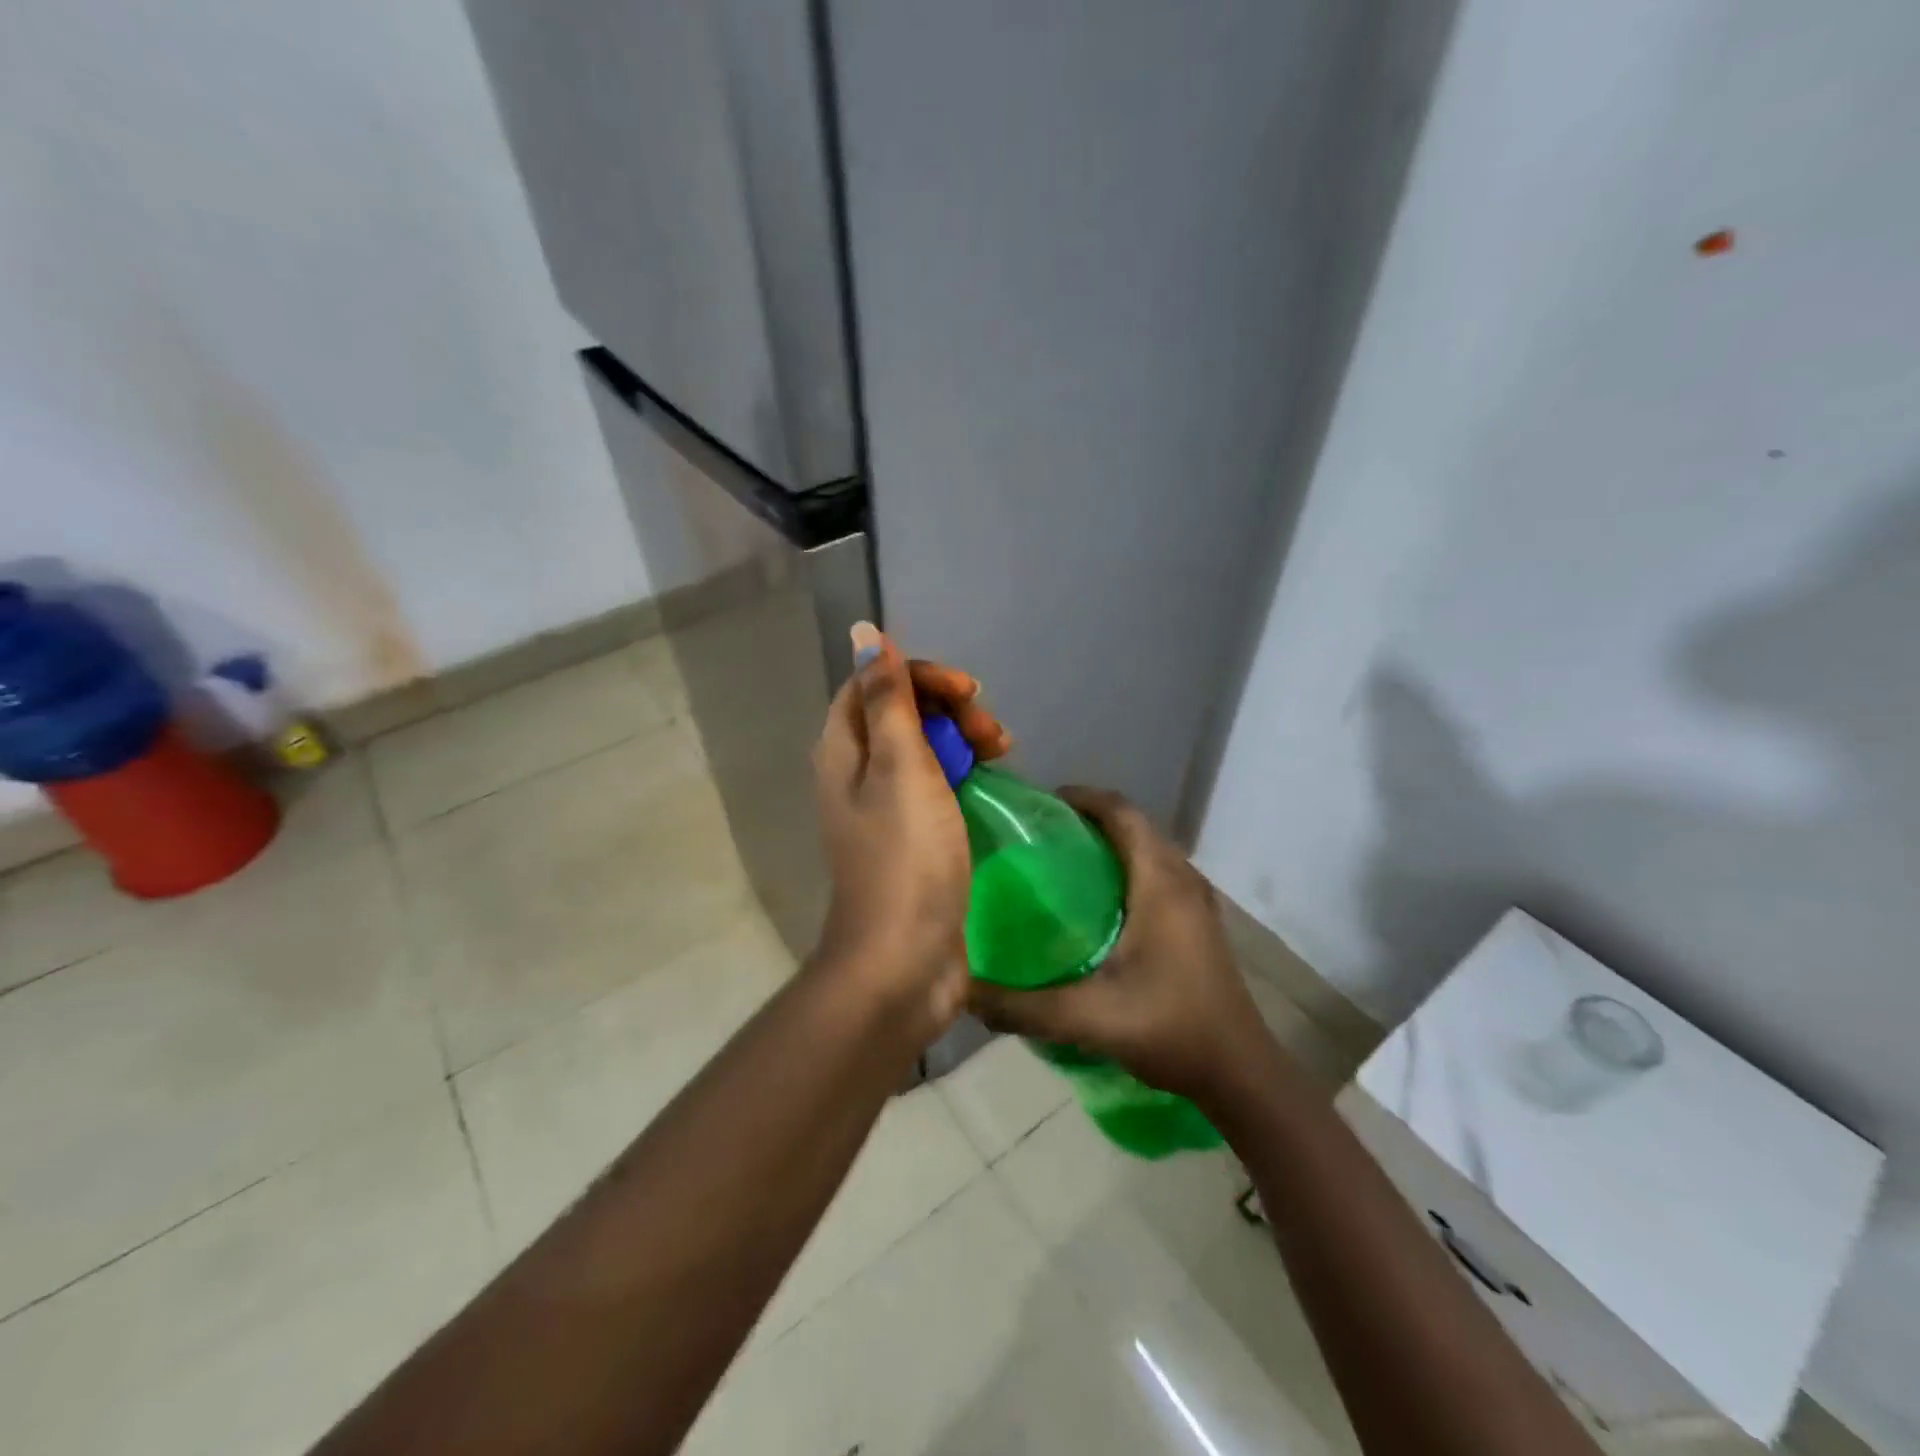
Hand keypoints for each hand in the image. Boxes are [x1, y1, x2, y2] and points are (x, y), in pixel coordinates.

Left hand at [812, 623, 977, 1039]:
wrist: (904, 962)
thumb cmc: (906, 859)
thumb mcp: (901, 767)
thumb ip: (887, 699)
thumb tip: (864, 632)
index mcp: (842, 752)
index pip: (871, 685)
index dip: (919, 676)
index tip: (969, 691)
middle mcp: (855, 775)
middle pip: (899, 715)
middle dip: (948, 709)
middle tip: (993, 733)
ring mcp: (883, 811)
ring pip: (921, 750)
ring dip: (961, 740)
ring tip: (1003, 753)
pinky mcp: (911, 840)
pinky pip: (934, 787)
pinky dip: (962, 775)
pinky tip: (991, 782)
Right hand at [968, 786, 1280, 1104]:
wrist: (1241, 1073)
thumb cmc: (1170, 1029)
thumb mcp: (1088, 1017)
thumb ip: (1022, 1006)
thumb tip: (963, 991)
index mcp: (1161, 882)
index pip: (1122, 812)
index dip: (1082, 797)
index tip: (1038, 805)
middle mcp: (1183, 879)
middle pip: (1134, 825)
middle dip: (1088, 819)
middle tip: (1038, 836)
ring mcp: (1197, 901)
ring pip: (1148, 849)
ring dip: (1109, 843)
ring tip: (1061, 863)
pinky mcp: (1199, 923)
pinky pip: (1158, 873)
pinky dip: (1126, 869)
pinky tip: (1097, 905)